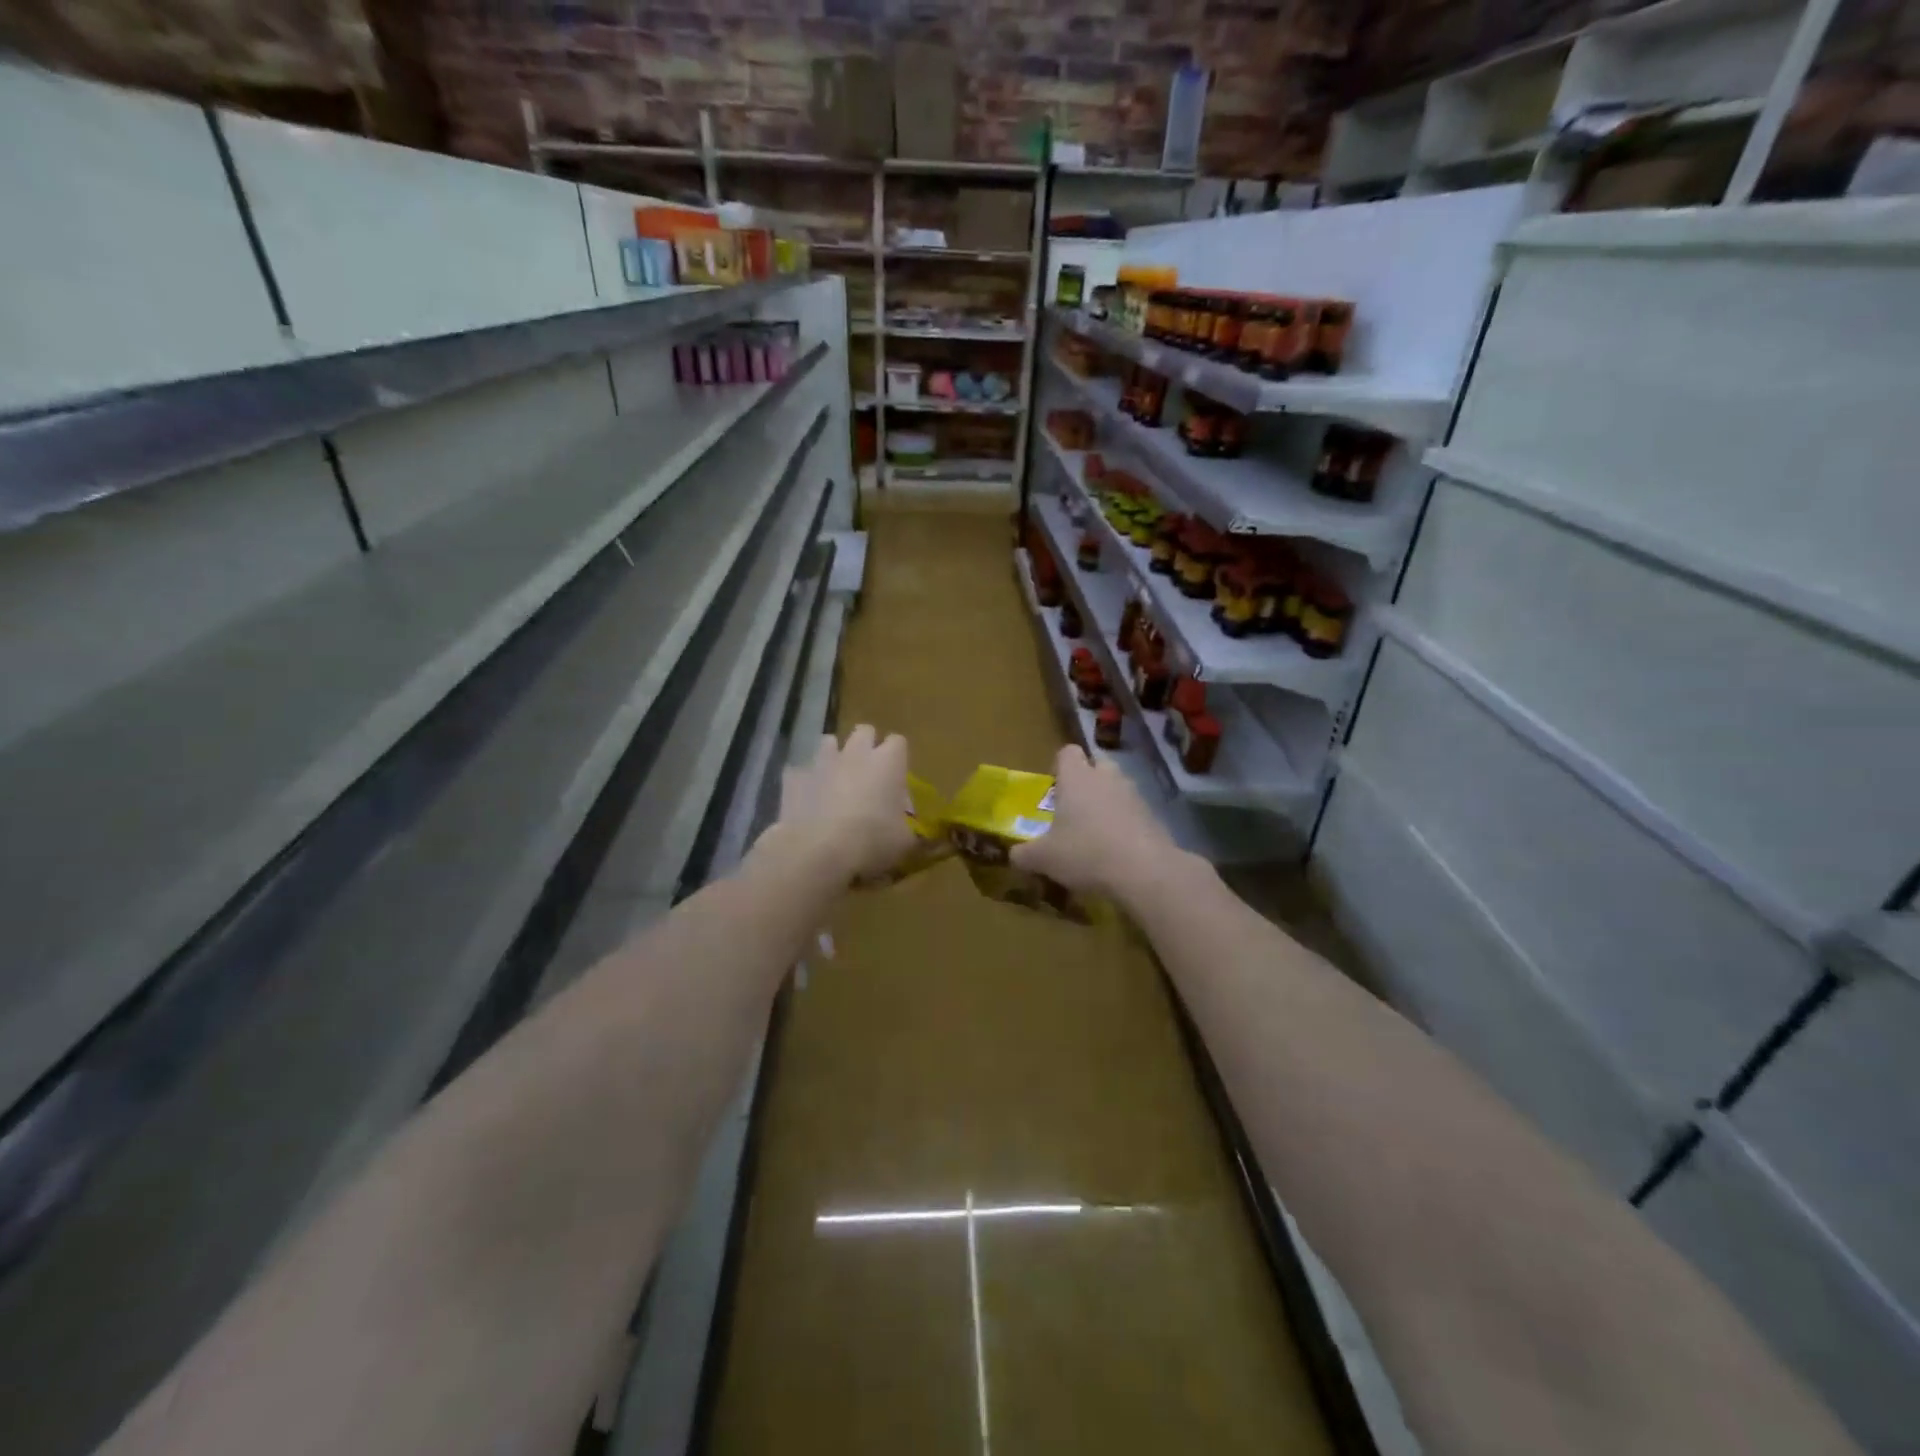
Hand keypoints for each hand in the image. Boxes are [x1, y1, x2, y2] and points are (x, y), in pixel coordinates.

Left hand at [775, 726, 916, 885]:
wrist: (817, 850)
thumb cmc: (871, 841)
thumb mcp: (903, 842)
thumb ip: (907, 827)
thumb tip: (906, 826)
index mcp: (888, 763)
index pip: (898, 742)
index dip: (898, 757)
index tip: (897, 776)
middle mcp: (855, 753)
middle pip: (864, 731)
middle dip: (866, 745)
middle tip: (867, 771)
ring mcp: (822, 762)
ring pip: (828, 742)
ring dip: (833, 756)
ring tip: (834, 779)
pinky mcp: (794, 777)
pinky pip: (799, 770)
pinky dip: (804, 781)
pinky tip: (806, 798)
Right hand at [1011, 745, 1177, 902]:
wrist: (1144, 871)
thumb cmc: (1085, 853)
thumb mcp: (1044, 859)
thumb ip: (1025, 854)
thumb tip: (1014, 855)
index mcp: (1077, 777)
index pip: (1067, 752)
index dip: (1059, 766)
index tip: (1053, 787)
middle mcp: (1106, 778)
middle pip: (1097, 766)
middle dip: (1086, 782)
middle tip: (1074, 808)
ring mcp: (1134, 795)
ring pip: (1117, 788)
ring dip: (1107, 803)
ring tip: (1095, 834)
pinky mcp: (1154, 816)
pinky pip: (1134, 812)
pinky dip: (1125, 824)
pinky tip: (1117, 851)